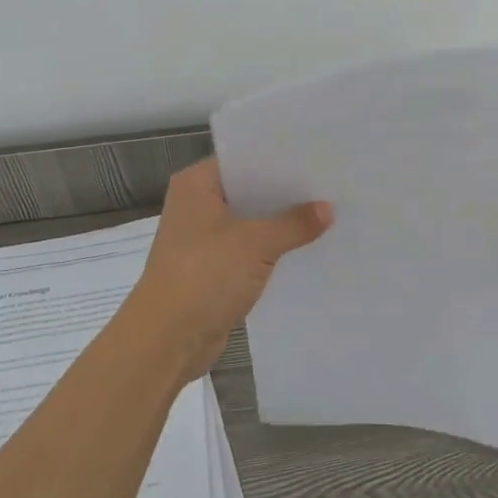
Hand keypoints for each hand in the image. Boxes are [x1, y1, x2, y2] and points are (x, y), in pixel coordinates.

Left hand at [123, 159, 332, 382]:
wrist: (167, 339)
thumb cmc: (205, 275)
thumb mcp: (256, 243)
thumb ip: (294, 223)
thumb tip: (328, 208)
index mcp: (196, 184)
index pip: (243, 159)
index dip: (279, 159)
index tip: (317, 157)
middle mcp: (196, 205)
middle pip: (248, 190)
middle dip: (285, 193)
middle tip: (330, 184)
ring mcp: (203, 238)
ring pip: (250, 222)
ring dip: (280, 224)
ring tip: (328, 213)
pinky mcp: (212, 268)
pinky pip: (248, 250)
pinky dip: (271, 249)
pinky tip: (305, 248)